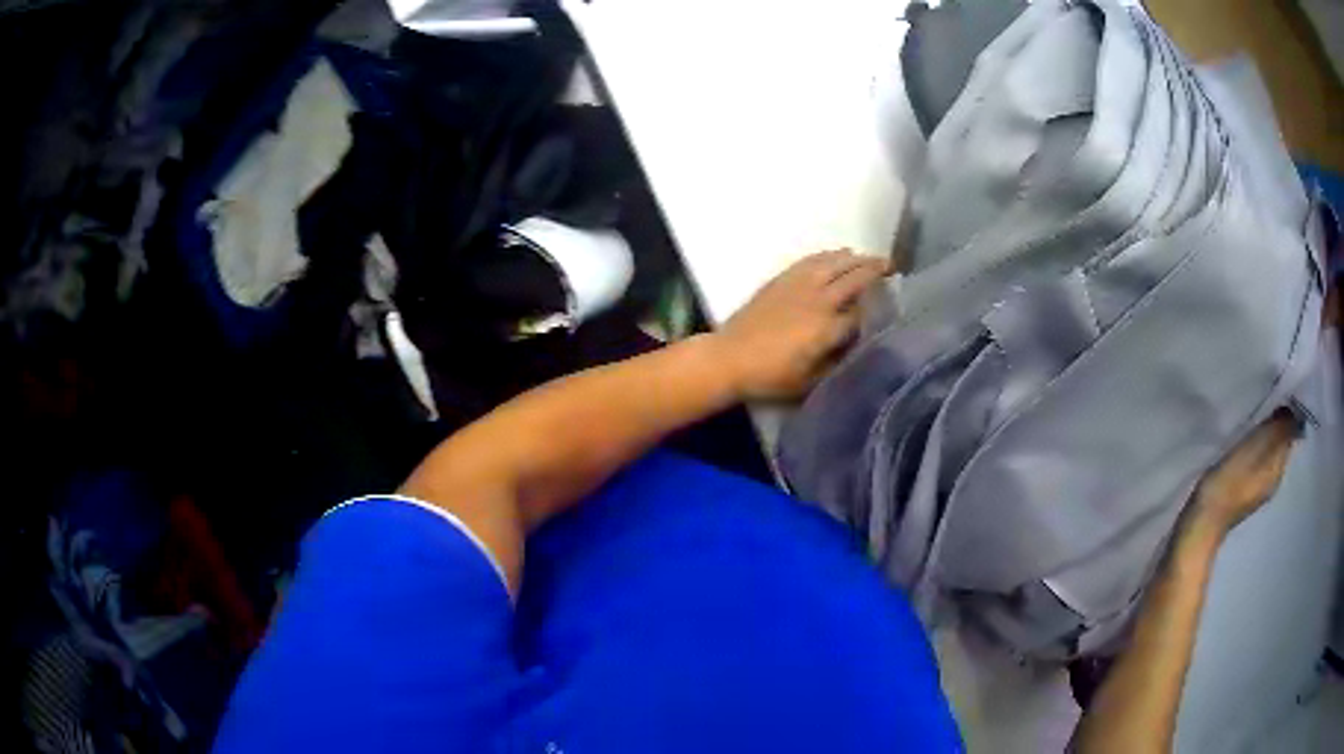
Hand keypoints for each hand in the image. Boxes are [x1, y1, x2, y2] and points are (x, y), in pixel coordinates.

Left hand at [709, 249, 889, 400]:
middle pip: (854, 278)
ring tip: (870, 258)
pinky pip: (812, 260)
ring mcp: (800, 285)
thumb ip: (838, 363)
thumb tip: (859, 346)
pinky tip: (838, 254)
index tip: (896, 302)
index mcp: (827, 328)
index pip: (864, 312)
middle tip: (893, 266)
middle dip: (876, 270)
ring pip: (835, 263)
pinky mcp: (783, 279)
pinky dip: (829, 255)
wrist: (730, 357)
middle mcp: (819, 300)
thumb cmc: (771, 376)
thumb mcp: (810, 382)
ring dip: (856, 258)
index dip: (881, 306)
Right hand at [1191, 410, 1298, 535]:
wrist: (1202, 523)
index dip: (1288, 415)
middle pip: (1280, 445)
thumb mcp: (1257, 447)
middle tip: (1264, 405)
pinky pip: (1256, 465)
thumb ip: (1279, 430)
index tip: (1278, 397)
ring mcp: (1258, 490)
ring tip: (1252, 422)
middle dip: (1276, 426)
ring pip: (1268, 455)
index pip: (1291, 435)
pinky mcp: (1243, 494)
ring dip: (1264, 439)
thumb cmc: (1231, 481)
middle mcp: (1274, 480)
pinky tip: (1242, 447)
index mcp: (1279, 469)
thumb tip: (1294, 412)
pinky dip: (1253, 452)